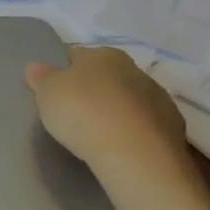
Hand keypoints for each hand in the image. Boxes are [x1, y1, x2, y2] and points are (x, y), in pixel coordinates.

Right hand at [24, 47, 199, 195]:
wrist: (135, 155)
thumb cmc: (83, 113)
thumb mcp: (47, 94)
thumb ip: (41, 78)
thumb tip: (35, 67)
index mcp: (103, 55)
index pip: (77, 56)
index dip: (64, 72)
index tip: (56, 91)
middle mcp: (134, 69)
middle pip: (107, 76)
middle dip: (94, 90)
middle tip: (76, 113)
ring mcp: (159, 99)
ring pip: (130, 100)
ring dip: (117, 110)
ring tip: (100, 134)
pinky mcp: (174, 129)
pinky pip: (147, 125)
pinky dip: (135, 132)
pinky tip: (122, 148)